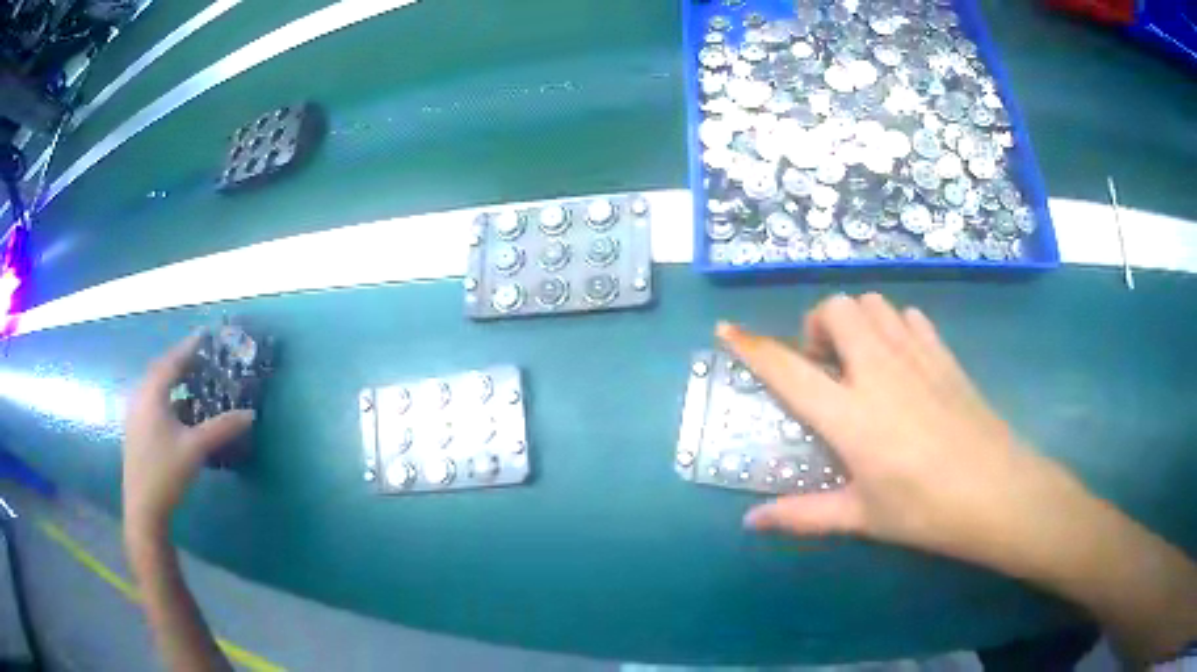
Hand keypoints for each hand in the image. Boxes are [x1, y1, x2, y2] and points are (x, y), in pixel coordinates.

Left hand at [123, 334, 254, 540]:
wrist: (143, 508)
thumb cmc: (167, 473)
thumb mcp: (196, 449)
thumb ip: (221, 428)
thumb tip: (250, 414)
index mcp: (152, 394)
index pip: (172, 361)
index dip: (189, 347)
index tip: (205, 335)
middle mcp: (140, 396)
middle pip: (161, 369)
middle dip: (181, 361)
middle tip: (201, 358)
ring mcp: (135, 413)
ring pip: (155, 386)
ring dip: (173, 379)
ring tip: (191, 380)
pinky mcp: (135, 428)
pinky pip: (152, 400)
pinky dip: (167, 395)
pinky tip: (178, 409)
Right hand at [719, 293, 1087, 568]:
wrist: (998, 492)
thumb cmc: (925, 511)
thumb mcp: (861, 517)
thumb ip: (802, 514)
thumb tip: (750, 522)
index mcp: (850, 415)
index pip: (788, 369)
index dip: (752, 347)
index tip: (727, 330)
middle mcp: (878, 372)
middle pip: (836, 309)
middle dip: (817, 326)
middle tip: (825, 368)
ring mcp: (916, 357)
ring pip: (873, 304)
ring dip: (855, 322)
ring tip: (860, 362)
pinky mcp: (944, 356)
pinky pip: (910, 319)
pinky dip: (894, 327)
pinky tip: (900, 361)